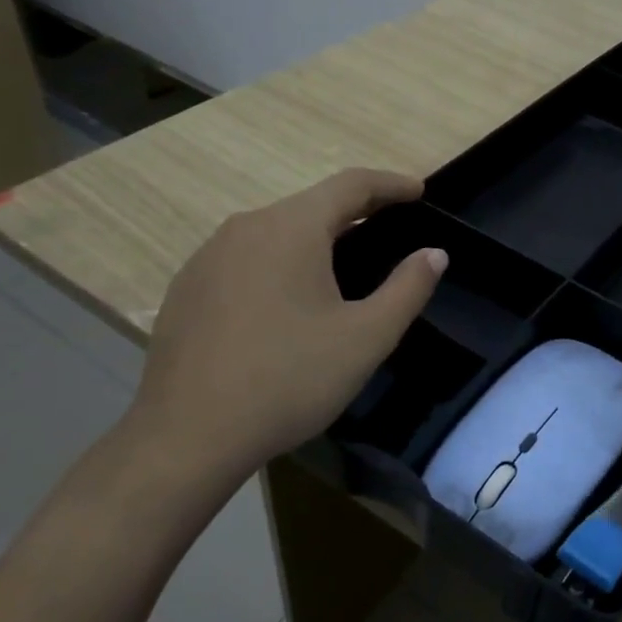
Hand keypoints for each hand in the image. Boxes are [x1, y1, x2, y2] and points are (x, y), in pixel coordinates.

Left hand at [120, 168, 444, 506]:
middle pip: (310, 205)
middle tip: (391, 227)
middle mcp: (245, 228)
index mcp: (291, 229)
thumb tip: (434, 253)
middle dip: (356, 211)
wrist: (187, 438)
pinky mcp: (187, 289)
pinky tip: (289, 300)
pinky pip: (247, 258)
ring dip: (316, 238)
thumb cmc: (288, 379)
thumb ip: (407, 289)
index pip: (350, 185)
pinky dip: (281, 263)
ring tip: (344, 264)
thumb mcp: (366, 337)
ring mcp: (207, 258)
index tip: (419, 191)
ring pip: (276, 232)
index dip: (390, 184)